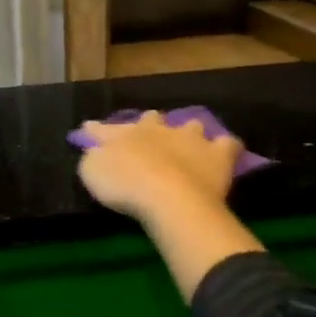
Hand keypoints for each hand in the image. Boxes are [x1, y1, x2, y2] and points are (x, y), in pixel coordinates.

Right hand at [76, 111, 240, 223]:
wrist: (169, 197)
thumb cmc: (125, 185)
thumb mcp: (92, 172)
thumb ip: (93, 158)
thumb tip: (94, 151)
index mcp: (126, 133)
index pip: (104, 128)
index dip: (95, 129)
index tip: (88, 128)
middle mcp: (158, 129)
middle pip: (152, 119)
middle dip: (149, 124)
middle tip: (146, 134)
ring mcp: (190, 139)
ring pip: (191, 125)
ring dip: (188, 131)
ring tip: (188, 141)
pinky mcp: (217, 155)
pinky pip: (227, 145)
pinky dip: (225, 148)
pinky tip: (224, 152)